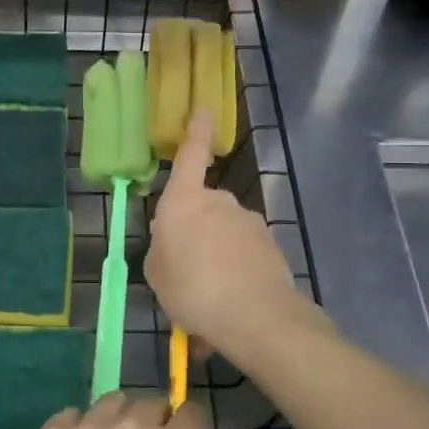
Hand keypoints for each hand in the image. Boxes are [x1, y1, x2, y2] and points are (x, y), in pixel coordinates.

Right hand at [146, 111, 322, 363]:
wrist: (255, 316)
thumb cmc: (191, 288)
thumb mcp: (157, 273)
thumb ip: (162, 250)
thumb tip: (174, 241)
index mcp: (184, 203)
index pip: (189, 157)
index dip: (196, 133)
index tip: (204, 111)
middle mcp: (219, 203)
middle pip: (204, 208)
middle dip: (196, 232)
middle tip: (185, 272)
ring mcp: (249, 223)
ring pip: (225, 237)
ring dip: (216, 260)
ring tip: (207, 303)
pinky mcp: (271, 246)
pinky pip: (244, 258)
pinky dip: (235, 277)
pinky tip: (228, 311)